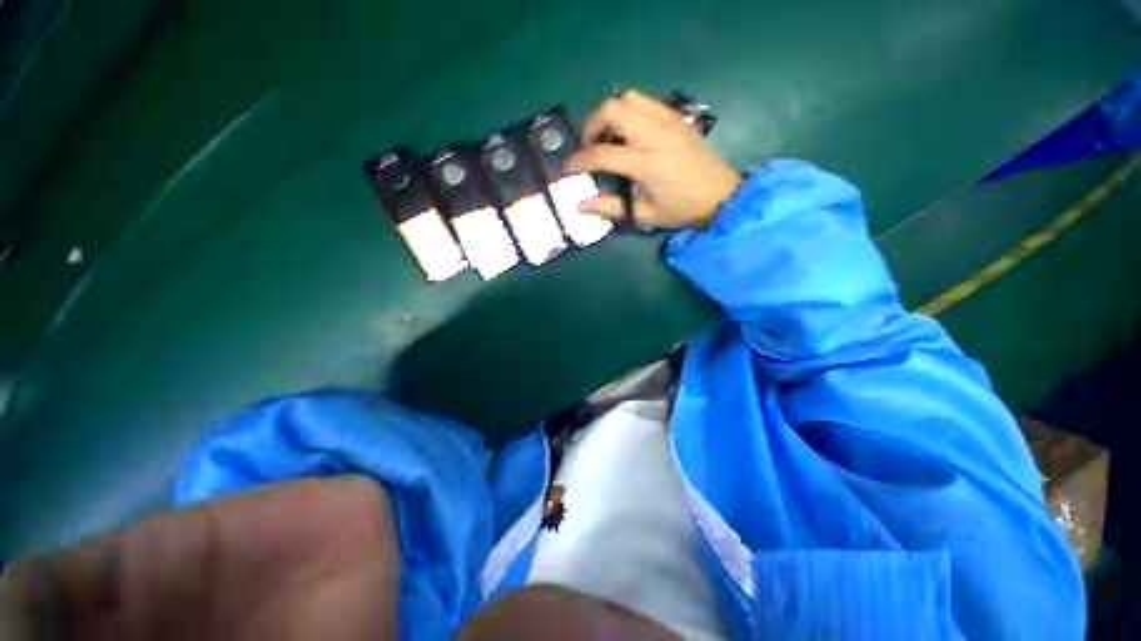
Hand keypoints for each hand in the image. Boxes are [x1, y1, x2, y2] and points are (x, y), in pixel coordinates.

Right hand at [565, 89, 740, 228]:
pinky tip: (631, 132)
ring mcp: (668, 120)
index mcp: (645, 162)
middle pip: (612, 108)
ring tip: (610, 136)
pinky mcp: (677, 117)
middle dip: (592, 124)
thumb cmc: (683, 210)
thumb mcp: (645, 216)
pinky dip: (630, 111)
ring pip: (629, 97)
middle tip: (590, 145)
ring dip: (611, 113)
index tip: (568, 167)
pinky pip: (646, 102)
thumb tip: (581, 206)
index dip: (579, 160)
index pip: (601, 154)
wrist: (723, 195)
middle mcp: (654, 133)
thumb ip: (611, 208)